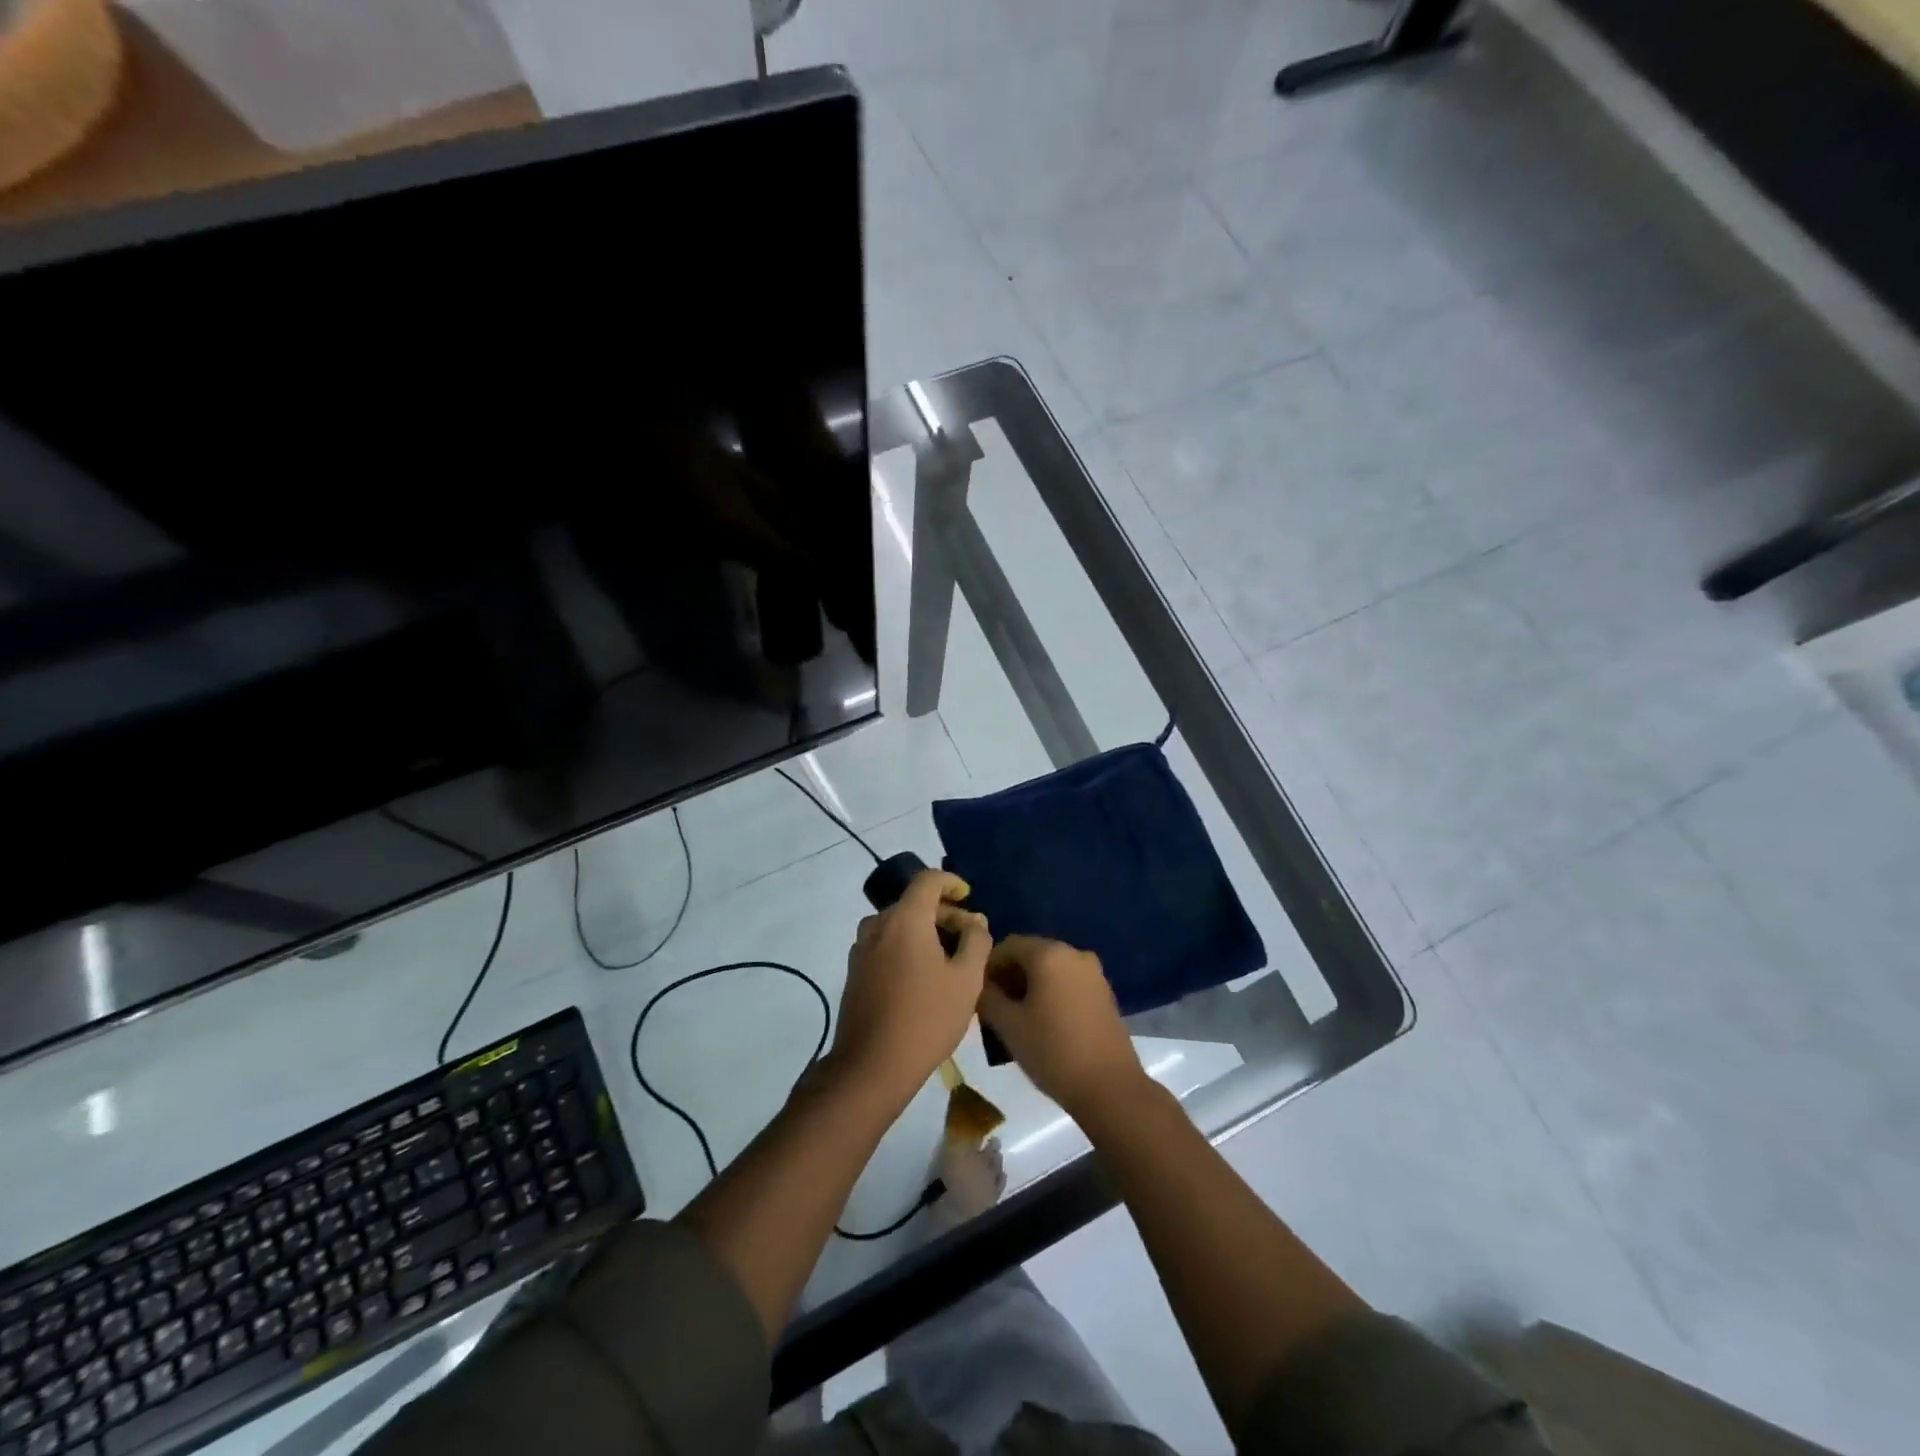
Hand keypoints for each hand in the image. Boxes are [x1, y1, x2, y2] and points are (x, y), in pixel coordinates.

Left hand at [830, 870, 989, 1104]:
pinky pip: (885, 945)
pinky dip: (906, 947)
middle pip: (913, 904)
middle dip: (944, 914)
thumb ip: (976, 941)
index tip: (968, 896)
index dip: (951, 882)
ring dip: (924, 931)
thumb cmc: (926, 1018)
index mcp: (905, 919)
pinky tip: (924, 976)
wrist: (872, 1066)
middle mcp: (877, 925)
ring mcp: (861, 949)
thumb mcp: (967, 979)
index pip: (927, 880)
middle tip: (970, 937)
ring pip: (898, 925)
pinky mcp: (855, 972)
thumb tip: (975, 920)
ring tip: (950, 958)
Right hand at [978, 936, 1143, 1117]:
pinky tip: (1045, 1022)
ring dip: (1031, 985)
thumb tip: (981, 987)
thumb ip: (987, 998)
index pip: (1008, 945)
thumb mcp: (1008, 1025)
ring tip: (1018, 1017)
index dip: (989, 966)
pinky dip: (1052, 992)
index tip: (979, 994)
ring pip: (1051, 968)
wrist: (1110, 1087)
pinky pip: (1069, 982)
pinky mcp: (1104, 993)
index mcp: (1049, 953)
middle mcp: (1074, 953)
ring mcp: (1093, 973)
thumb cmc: (1052, 1051)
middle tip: (995, 1006)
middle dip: (1010, 975)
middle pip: (1031, 954)